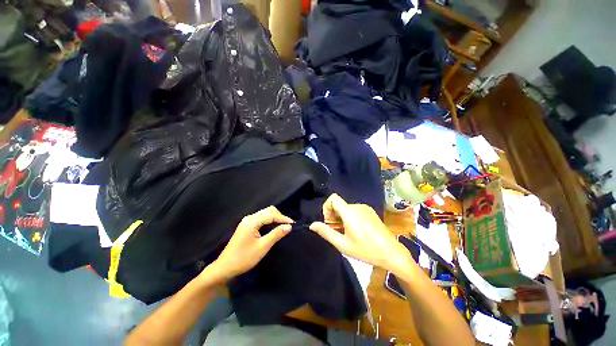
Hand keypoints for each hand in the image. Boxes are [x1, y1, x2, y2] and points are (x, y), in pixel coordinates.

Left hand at [208, 206, 292, 282]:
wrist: (224, 268)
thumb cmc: (244, 258)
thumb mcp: (262, 247)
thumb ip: (276, 234)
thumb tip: (289, 226)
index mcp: (252, 221)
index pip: (271, 214)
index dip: (283, 218)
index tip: (293, 224)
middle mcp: (249, 218)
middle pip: (268, 211)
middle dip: (279, 216)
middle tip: (287, 226)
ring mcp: (247, 221)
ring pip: (265, 214)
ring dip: (275, 218)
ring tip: (283, 227)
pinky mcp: (247, 226)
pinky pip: (261, 218)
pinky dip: (269, 221)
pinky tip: (273, 228)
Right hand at [310, 194, 410, 272]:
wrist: (391, 252)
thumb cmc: (366, 250)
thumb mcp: (343, 244)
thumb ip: (326, 232)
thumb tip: (312, 225)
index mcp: (350, 212)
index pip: (333, 198)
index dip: (327, 207)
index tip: (329, 222)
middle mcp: (357, 206)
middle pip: (339, 204)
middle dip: (334, 216)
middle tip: (338, 231)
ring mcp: (365, 208)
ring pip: (346, 208)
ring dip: (342, 218)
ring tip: (348, 233)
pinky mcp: (370, 211)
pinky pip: (354, 210)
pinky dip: (350, 217)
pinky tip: (356, 230)